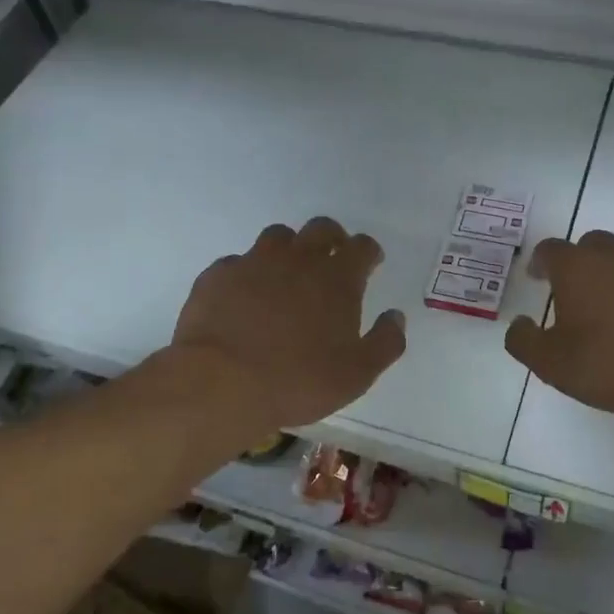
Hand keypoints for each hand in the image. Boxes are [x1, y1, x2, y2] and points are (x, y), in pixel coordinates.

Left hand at [172, 217, 406, 430]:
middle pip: (321, 228)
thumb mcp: (357, 374)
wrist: (221, 384)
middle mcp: (298, 259)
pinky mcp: (218, 275)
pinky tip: (245, 297)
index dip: (369, 252)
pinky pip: (238, 262)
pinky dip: (248, 273)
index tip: (370, 263)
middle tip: (332, 259)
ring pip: (278, 236)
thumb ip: (385, 342)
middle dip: (333, 238)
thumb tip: (395, 317)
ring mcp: (254, 262)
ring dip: (290, 249)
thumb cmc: (298, 381)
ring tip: (287, 274)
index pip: (362, 247)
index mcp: (337, 279)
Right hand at [505, 231, 613, 424]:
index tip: (539, 278)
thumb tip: (519, 324)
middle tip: (580, 291)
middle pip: (594, 243)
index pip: (551, 249)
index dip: (541, 262)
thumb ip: (523, 339)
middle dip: (583, 261)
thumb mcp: (549, 363)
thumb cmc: (607, 366)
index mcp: (578, 268)